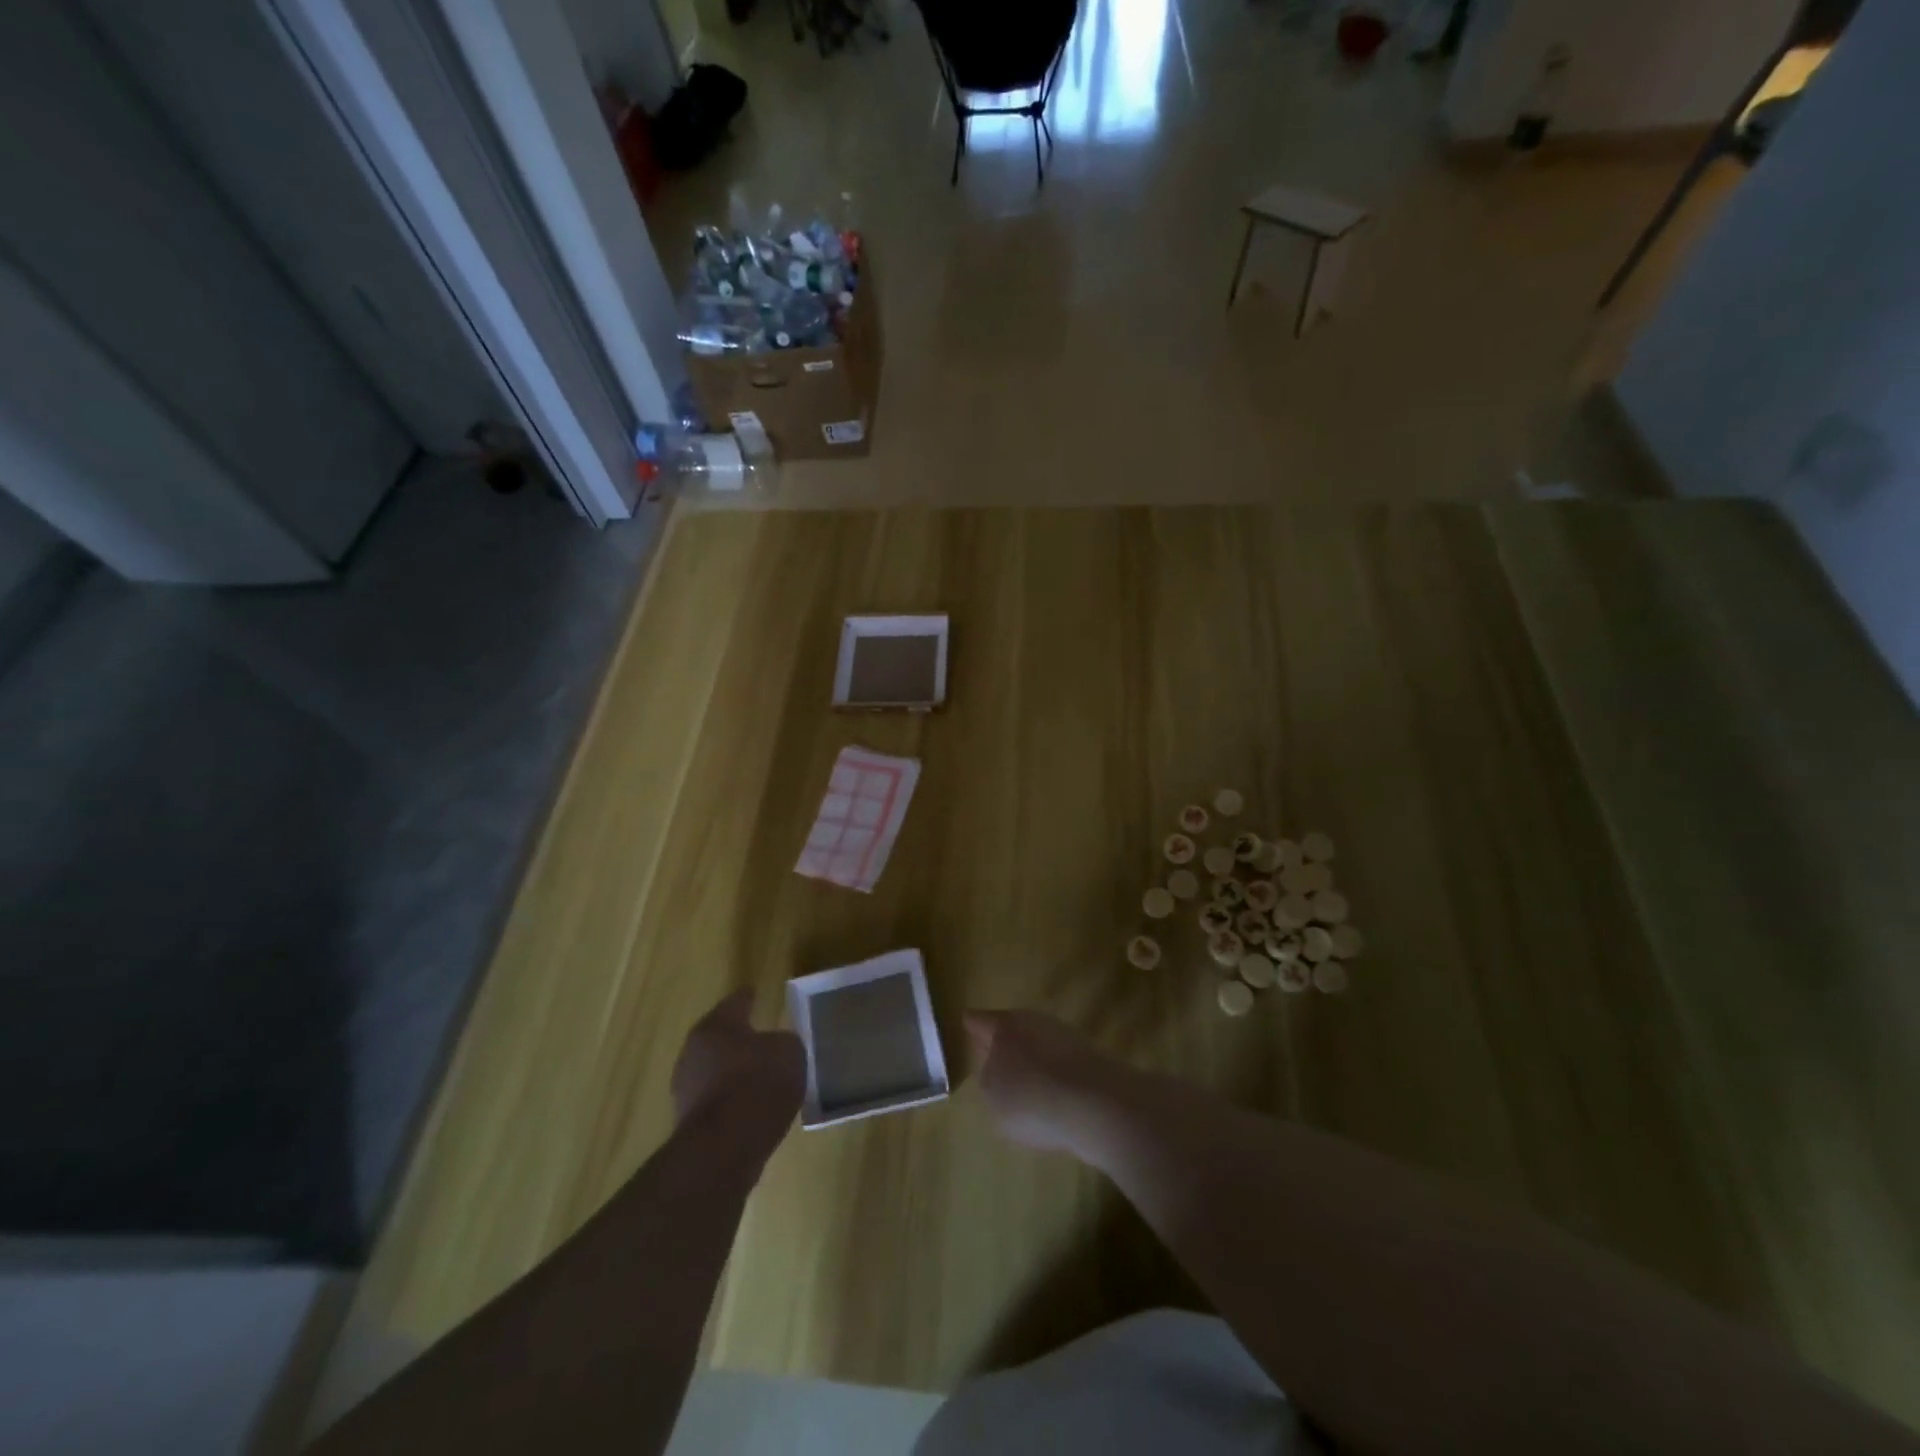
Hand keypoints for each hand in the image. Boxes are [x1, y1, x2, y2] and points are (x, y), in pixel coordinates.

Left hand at [672, 990, 804, 1147]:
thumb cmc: (759, 1084)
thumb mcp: (789, 1051)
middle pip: (719, 1037)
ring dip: (733, 1072)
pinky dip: (731, 1101)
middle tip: (761, 1038)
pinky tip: (751, 1107)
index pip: (736, 1002)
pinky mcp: (688, 1123)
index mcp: (716, 1025)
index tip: (755, 992)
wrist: (725, 1148)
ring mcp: (685, 1089)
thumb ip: (783, 1042)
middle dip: (738, 1038)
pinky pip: (716, 1101)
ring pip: (714, 1071)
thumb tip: (775, 1047)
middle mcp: (693, 1051)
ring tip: (759, 1077)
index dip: (748, 997)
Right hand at [964, 1009, 1119, 1156]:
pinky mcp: (1088, 1060)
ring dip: (1031, 1061)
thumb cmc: (1031, 1097)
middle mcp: (1034, 1022)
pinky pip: (1060, 1067)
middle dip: (1004, 1044)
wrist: (1096, 1105)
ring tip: (1024, 1089)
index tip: (967, 1023)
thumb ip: (988, 1079)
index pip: (979, 1021)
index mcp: (1005, 1026)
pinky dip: (1054, 1079)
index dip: (972, 1025)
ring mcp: (1064, 1038)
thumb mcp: (992, 1095)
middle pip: (1012, 1030)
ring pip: (1038, 1046)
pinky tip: (1053, 1102)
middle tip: (993, 1061)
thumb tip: (997, 1070)